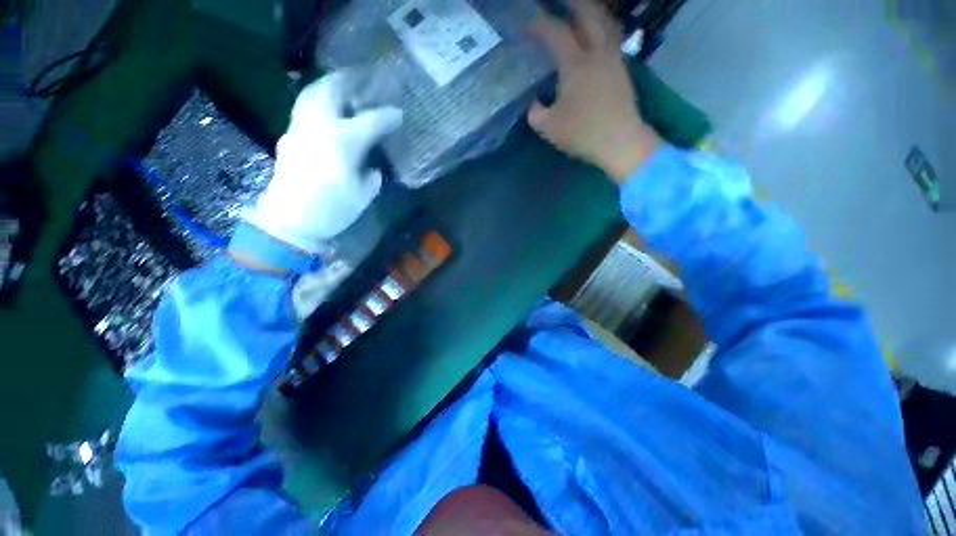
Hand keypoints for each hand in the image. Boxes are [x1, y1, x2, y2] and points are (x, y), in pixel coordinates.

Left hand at [244, 72, 402, 252]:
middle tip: (364, 80)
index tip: (399, 114)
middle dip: (350, 82)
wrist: (290, 220)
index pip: (370, 121)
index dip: (387, 117)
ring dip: (329, 87)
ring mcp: (300, 128)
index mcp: (343, 142)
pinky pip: (304, 108)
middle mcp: (319, 126)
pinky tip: (326, 110)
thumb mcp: (362, 195)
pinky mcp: (289, 136)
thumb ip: (371, 176)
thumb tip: (371, 167)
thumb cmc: (332, 209)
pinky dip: (316, 101)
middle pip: (333, 91)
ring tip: (343, 88)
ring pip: (312, 94)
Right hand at [528, 0, 662, 182]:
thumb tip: (535, 105)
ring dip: (592, 11)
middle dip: (572, 3)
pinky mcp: (623, 70)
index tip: (527, 25)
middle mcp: (597, 53)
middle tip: (560, 2)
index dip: (539, 25)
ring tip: (581, 12)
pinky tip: (596, 36)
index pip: (555, 32)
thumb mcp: (549, 128)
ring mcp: (614, 59)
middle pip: (588, 13)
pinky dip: (602, 29)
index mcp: (575, 64)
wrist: (620, 141)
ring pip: (605, 22)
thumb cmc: (582, 133)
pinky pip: (612, 38)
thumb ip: (536, 114)